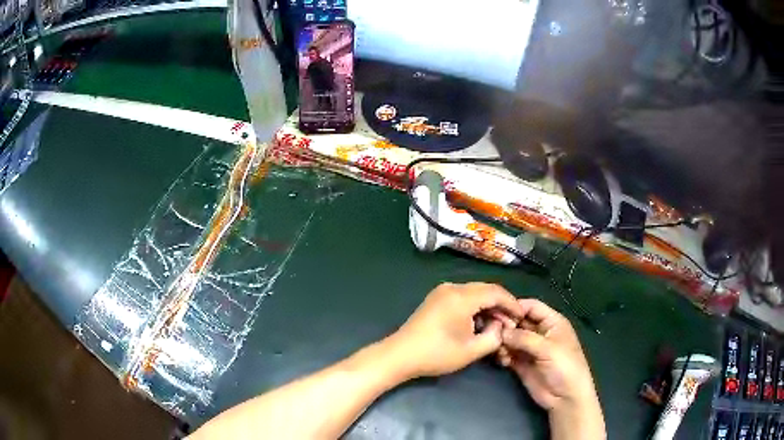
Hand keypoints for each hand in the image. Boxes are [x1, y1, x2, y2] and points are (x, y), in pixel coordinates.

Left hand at [385, 282, 522, 378]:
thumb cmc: (437, 354)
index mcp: (462, 296)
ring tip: (497, 326)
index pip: (496, 292)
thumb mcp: (472, 350)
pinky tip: (478, 323)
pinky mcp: (436, 299)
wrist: (400, 355)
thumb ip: (495, 336)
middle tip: (511, 324)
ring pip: (474, 293)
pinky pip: (462, 297)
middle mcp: (452, 287)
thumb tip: (500, 326)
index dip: (512, 304)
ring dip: (487, 307)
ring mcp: (441, 292)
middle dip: (500, 306)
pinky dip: (474, 308)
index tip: (521, 317)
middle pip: (485, 290)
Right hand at [497, 299, 596, 411]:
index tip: (497, 313)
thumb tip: (501, 331)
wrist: (565, 397)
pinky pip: (507, 353)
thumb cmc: (565, 367)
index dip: (515, 307)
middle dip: (505, 326)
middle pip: (518, 321)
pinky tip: (502, 360)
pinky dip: (502, 354)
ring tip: (498, 351)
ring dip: (502, 342)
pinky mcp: (521, 363)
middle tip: (492, 333)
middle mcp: (539, 332)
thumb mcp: (548, 349)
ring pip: (510, 337)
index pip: (531, 306)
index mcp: (551, 322)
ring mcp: (530, 348)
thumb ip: (524, 338)